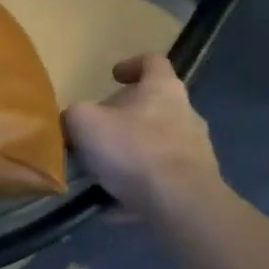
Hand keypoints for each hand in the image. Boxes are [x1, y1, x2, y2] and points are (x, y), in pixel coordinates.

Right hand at [63, 53, 222, 215]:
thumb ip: (74, 115)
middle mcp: (186, 115)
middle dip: (125, 118)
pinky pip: (159, 183)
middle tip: (98, 131)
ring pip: (156, 147)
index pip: (153, 62)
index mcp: (163, 90)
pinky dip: (136, 190)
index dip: (131, 64)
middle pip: (154, 107)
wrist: (181, 205)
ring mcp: (195, 152)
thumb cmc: (133, 150)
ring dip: (130, 156)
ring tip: (101, 174)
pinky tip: (112, 206)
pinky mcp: (196, 185)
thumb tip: (72, 122)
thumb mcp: (85, 123)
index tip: (113, 77)